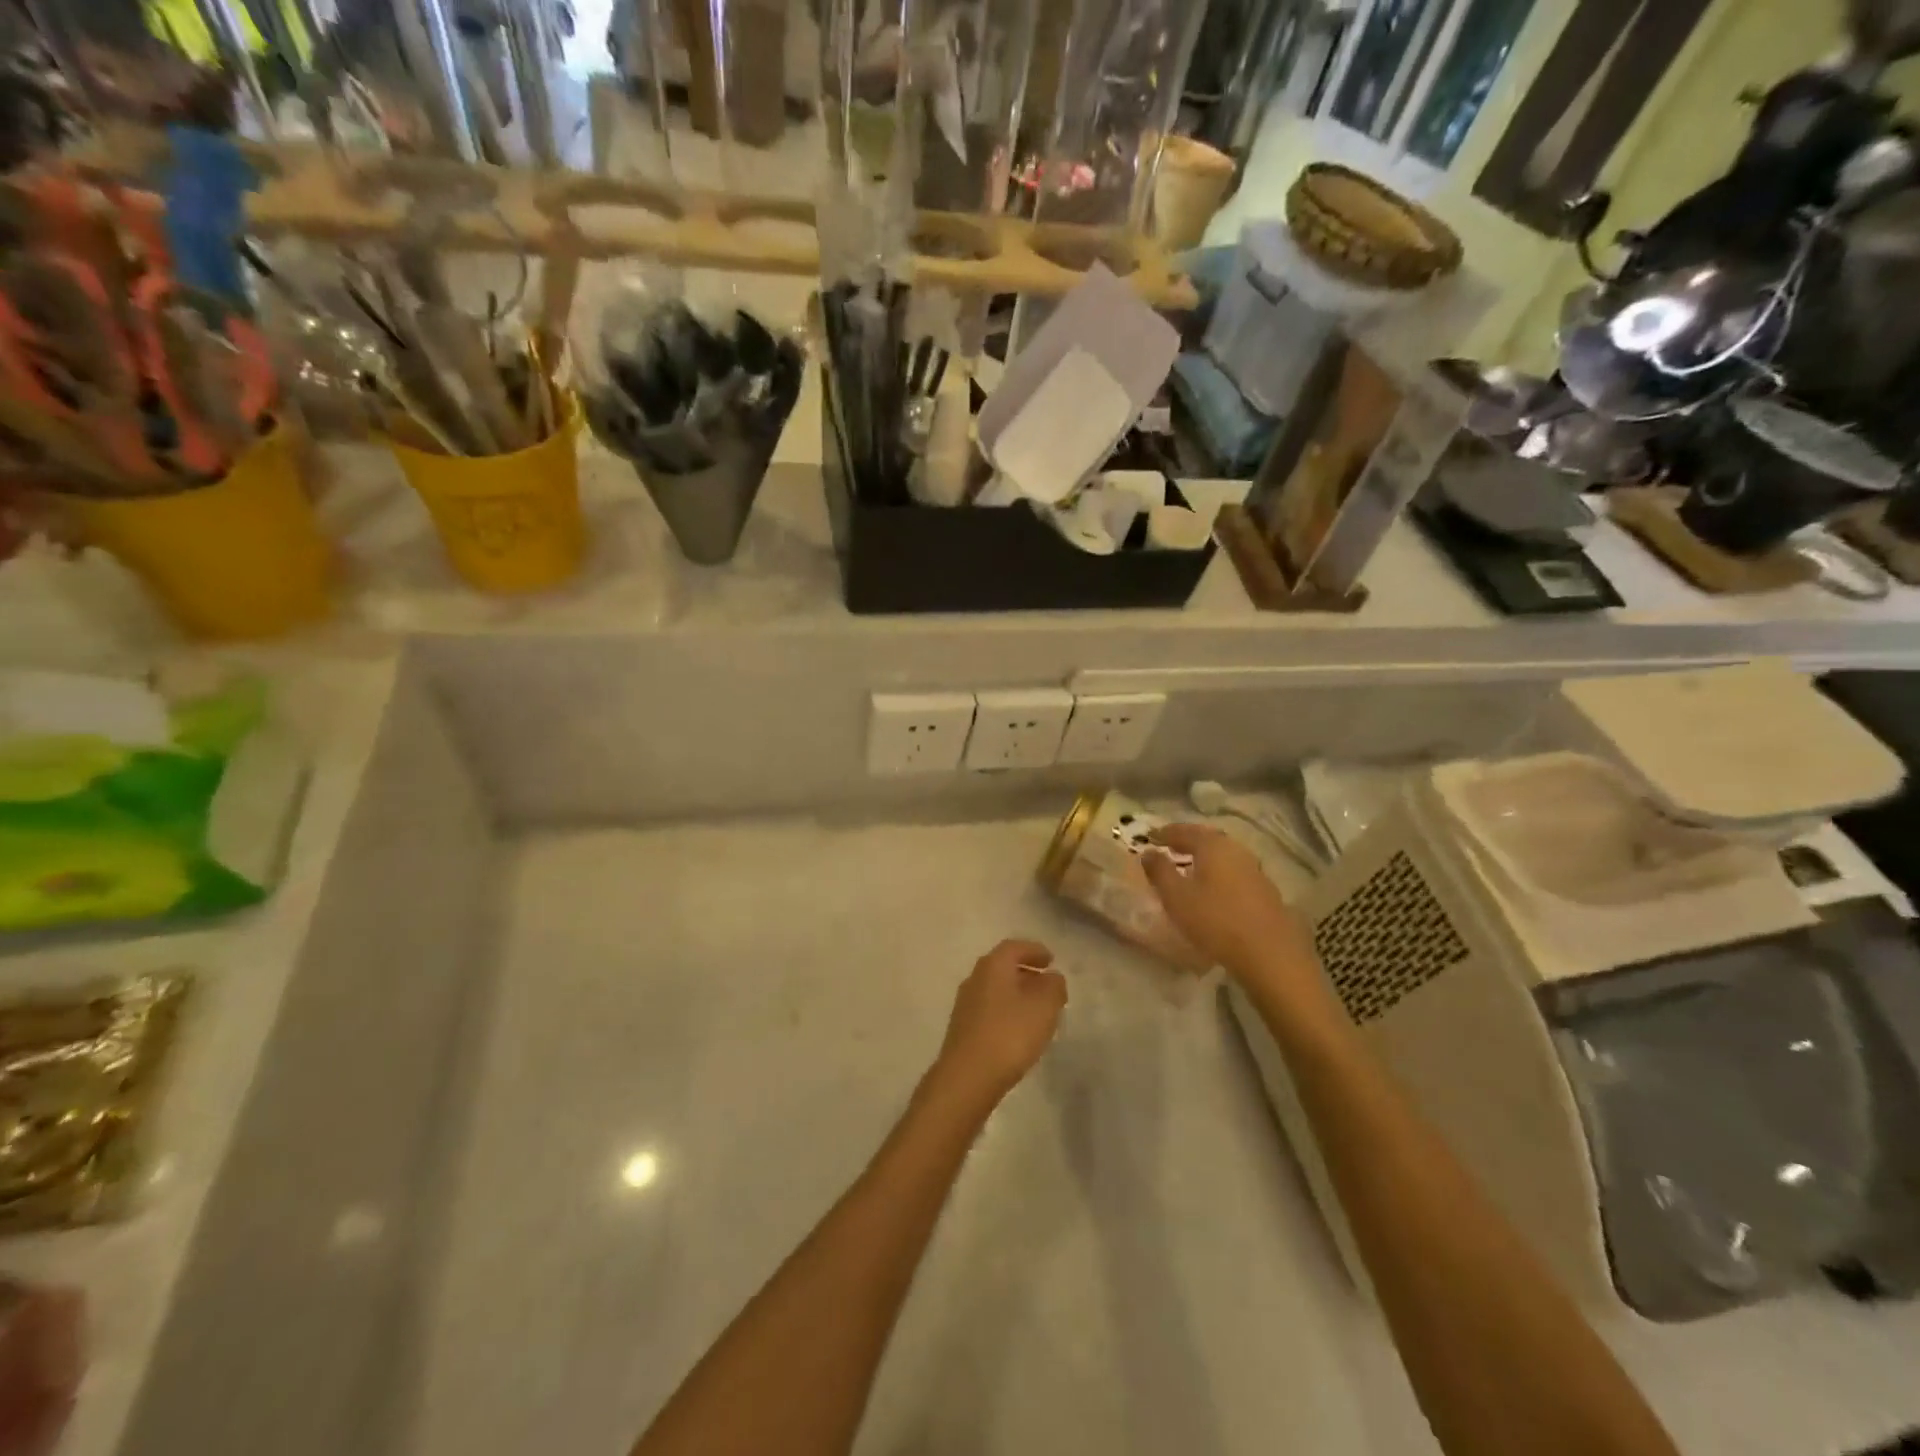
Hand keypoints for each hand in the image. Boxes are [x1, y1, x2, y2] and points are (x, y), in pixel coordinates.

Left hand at [930, 940, 1066, 1107]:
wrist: (968, 1077)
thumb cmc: (1010, 1034)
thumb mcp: (1044, 1007)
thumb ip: (1053, 987)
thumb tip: (1052, 977)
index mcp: (992, 966)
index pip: (1014, 947)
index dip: (1034, 950)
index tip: (1051, 959)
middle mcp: (975, 978)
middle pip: (1002, 967)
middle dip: (1026, 972)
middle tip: (1047, 983)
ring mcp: (965, 1004)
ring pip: (996, 989)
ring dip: (1016, 993)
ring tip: (1038, 1009)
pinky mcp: (963, 1028)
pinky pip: (990, 1009)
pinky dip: (1007, 1011)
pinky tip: (1019, 1029)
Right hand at [1141, 824, 1321, 990]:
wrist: (1270, 954)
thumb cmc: (1215, 921)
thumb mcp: (1176, 897)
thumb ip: (1159, 871)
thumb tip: (1148, 852)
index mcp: (1213, 846)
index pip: (1185, 831)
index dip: (1166, 833)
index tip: (1151, 836)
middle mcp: (1237, 851)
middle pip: (1208, 838)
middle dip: (1188, 840)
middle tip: (1170, 846)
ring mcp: (1255, 870)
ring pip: (1224, 855)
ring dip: (1205, 857)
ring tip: (1190, 866)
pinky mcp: (1266, 891)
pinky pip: (1235, 872)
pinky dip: (1219, 872)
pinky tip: (1214, 887)